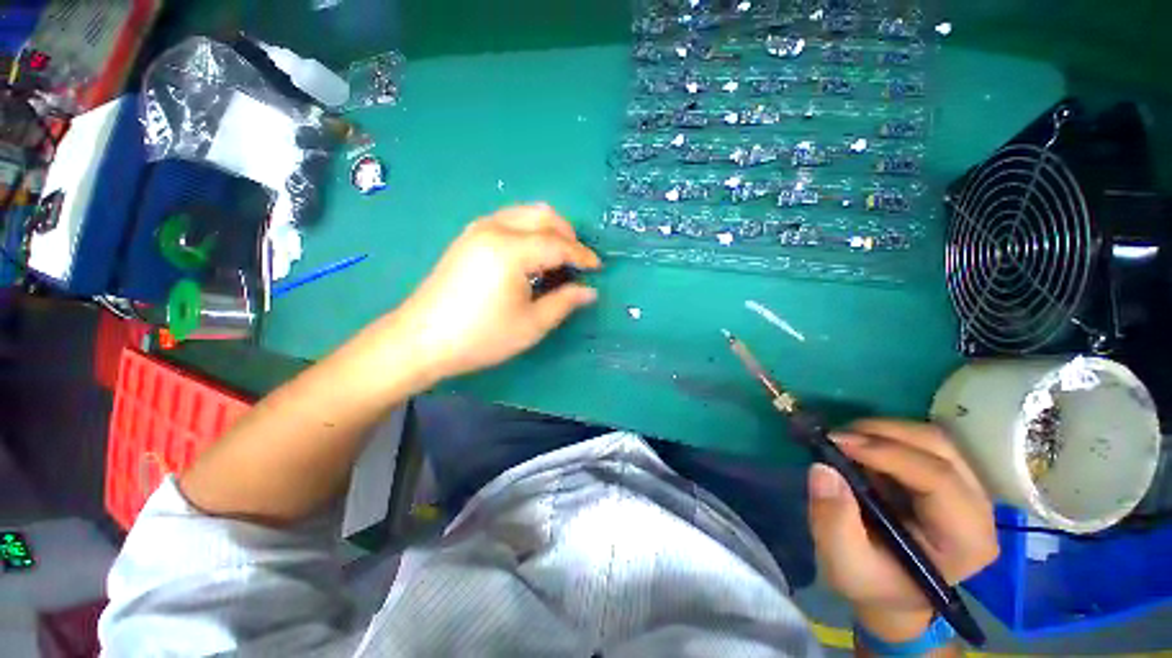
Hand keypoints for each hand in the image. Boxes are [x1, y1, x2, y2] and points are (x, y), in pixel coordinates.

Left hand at [393, 204, 600, 382]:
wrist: (422, 340)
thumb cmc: (481, 336)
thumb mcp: (531, 325)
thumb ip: (564, 302)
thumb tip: (589, 291)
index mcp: (511, 250)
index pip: (558, 244)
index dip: (582, 256)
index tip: (597, 269)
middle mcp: (494, 229)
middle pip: (543, 216)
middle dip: (568, 235)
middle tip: (578, 262)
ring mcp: (477, 229)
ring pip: (525, 213)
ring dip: (549, 230)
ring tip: (558, 258)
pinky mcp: (468, 237)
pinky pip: (508, 220)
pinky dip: (529, 231)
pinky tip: (532, 255)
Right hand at [806, 420, 997, 641]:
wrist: (889, 590)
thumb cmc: (871, 582)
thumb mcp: (844, 563)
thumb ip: (833, 521)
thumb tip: (823, 469)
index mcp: (965, 539)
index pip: (938, 479)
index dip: (888, 453)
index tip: (836, 441)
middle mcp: (978, 508)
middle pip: (939, 448)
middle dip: (884, 433)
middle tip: (836, 436)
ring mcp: (967, 489)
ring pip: (931, 438)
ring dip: (883, 431)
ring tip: (845, 441)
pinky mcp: (950, 478)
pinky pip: (921, 442)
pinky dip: (886, 436)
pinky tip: (860, 448)